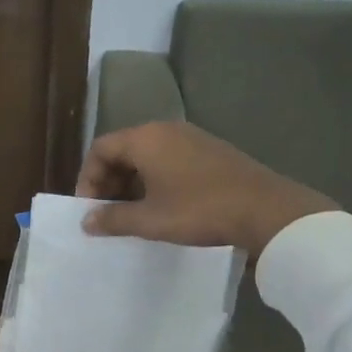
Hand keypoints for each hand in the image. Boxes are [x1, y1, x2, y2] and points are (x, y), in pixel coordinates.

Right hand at [75, 122, 336, 257]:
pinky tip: (164, 208)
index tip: (90, 209)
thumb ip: (113, 219)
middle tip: (108, 214)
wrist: (265, 210)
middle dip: (110, 182)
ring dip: (133, 184)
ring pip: (148, 156)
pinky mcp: (211, 152)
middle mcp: (167, 130)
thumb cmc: (199, 211)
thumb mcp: (150, 220)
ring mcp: (193, 139)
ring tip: (134, 216)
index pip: (101, 148)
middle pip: (124, 149)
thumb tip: (86, 221)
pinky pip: (171, 160)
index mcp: (146, 138)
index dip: (88, 179)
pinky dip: (157, 181)